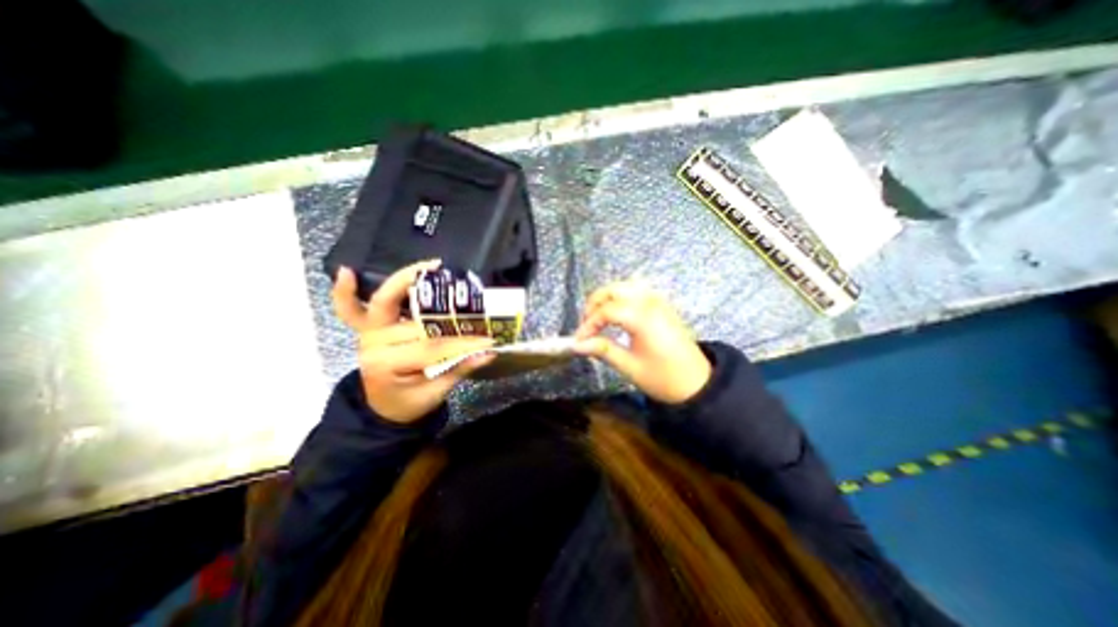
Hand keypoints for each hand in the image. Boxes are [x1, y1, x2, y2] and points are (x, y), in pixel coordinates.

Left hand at [329, 263, 491, 422]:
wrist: (383, 408)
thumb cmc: (409, 403)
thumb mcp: (435, 393)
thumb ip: (459, 369)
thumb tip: (488, 352)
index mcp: (389, 365)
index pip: (430, 347)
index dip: (460, 342)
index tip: (487, 337)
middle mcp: (374, 346)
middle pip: (415, 323)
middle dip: (446, 313)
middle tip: (465, 295)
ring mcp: (367, 335)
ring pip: (381, 303)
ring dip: (404, 281)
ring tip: (430, 266)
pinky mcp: (366, 329)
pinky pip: (349, 309)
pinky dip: (345, 292)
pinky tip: (347, 271)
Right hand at [572, 279, 709, 404]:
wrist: (698, 384)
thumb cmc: (663, 378)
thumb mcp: (630, 367)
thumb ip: (602, 350)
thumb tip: (576, 344)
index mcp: (642, 317)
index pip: (606, 311)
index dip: (588, 324)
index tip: (578, 340)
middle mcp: (650, 302)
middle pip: (613, 290)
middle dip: (594, 305)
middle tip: (586, 326)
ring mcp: (659, 301)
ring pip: (625, 286)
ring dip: (607, 298)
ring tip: (599, 318)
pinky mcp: (663, 305)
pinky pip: (637, 290)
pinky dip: (622, 296)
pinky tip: (617, 313)